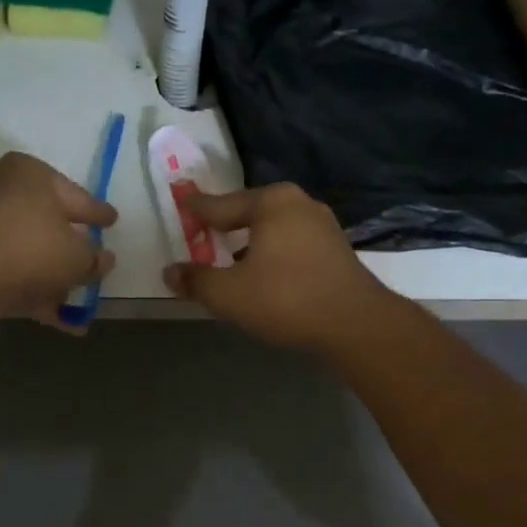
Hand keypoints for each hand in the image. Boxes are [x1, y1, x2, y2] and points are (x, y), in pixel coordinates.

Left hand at [0, 152, 116, 329]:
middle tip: (94, 262)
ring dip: (53, 278)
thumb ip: (95, 259)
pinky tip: (61, 320)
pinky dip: (34, 294)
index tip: (112, 221)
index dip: (97, 213)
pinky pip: (12, 275)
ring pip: (29, 253)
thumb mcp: (78, 256)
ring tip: (79, 301)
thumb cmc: (32, 247)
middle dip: (71, 248)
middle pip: (48, 224)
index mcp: (31, 174)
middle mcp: (3, 192)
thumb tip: (104, 260)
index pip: (76, 195)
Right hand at [162, 182, 394, 352]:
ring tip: (229, 259)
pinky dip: (272, 253)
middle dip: (224, 226)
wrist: (356, 324)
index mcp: (271, 202)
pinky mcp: (336, 248)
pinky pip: (291, 243)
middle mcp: (298, 203)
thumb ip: (196, 281)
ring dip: (249, 243)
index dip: (196, 209)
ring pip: (272, 229)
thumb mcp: (229, 294)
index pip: (220, 204)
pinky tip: (263, 273)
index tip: (179, 202)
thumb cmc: (286, 299)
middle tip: (201, 237)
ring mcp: (322, 224)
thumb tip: (170, 272)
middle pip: (248, 212)